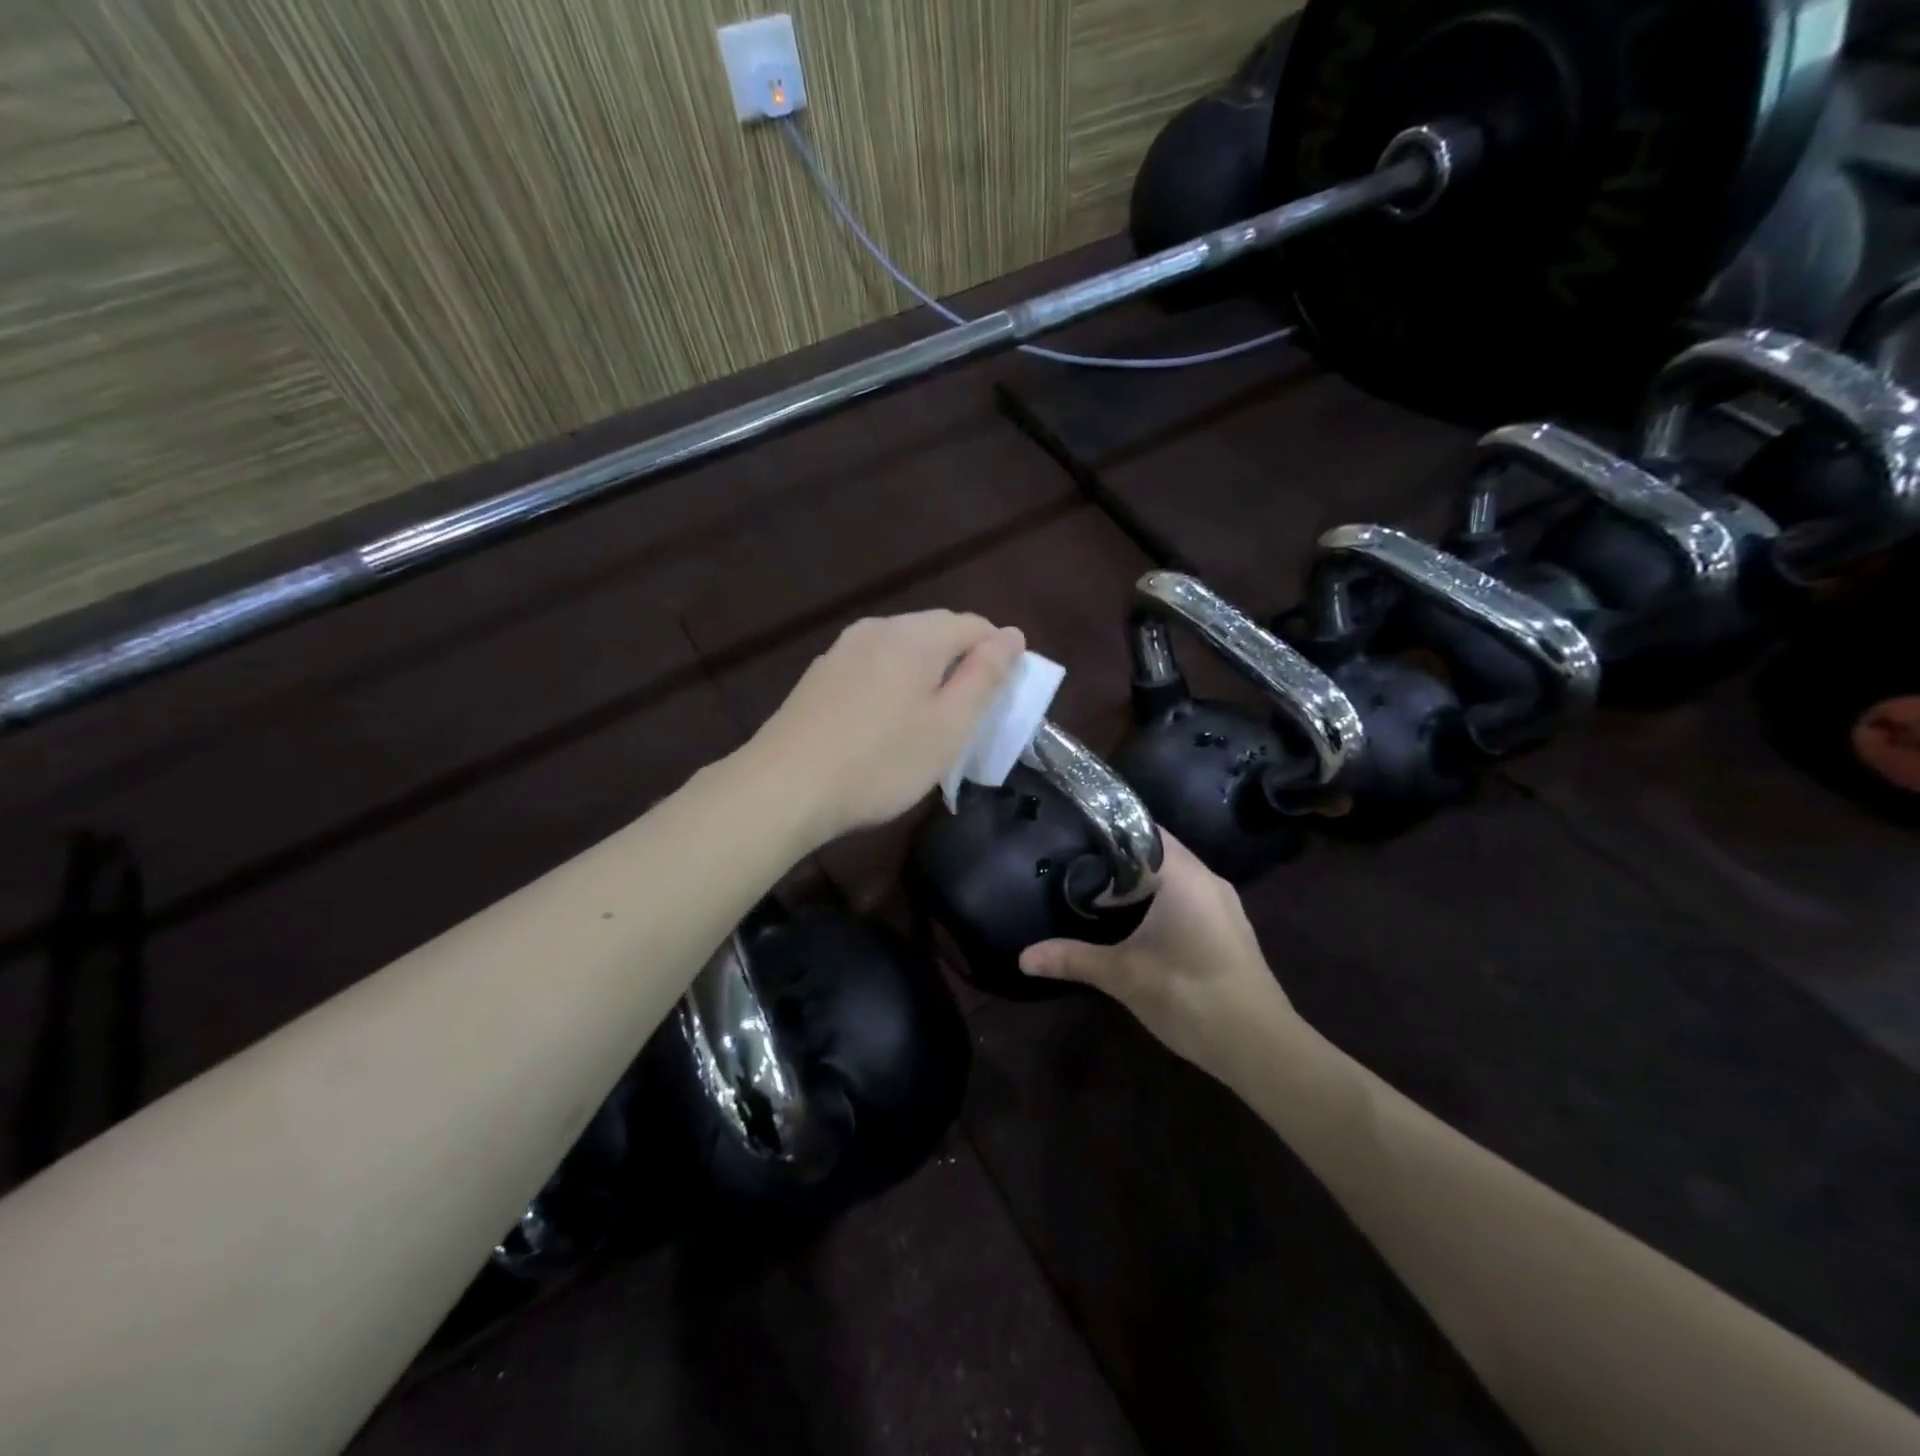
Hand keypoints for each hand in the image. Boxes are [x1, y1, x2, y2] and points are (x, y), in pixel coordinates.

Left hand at [749, 610, 1025, 847]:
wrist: (783, 788)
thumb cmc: (881, 761)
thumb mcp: (949, 726)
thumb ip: (985, 676)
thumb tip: (1012, 635)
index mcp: (915, 634)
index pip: (975, 625)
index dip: (999, 657)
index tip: (1001, 702)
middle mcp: (877, 628)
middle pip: (937, 633)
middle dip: (962, 667)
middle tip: (969, 718)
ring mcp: (842, 650)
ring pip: (903, 652)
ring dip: (926, 678)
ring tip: (929, 724)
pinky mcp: (820, 676)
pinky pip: (873, 668)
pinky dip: (893, 687)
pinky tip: (885, 726)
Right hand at [1020, 834, 1299, 1084]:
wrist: (1260, 1046)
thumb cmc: (1189, 995)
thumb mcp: (1123, 975)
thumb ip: (1073, 958)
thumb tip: (1023, 957)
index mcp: (1185, 876)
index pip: (1144, 831)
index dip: (1110, 830)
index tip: (1075, 835)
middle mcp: (1208, 880)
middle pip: (1159, 853)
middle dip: (1120, 859)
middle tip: (1077, 864)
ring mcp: (1224, 905)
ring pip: (1175, 878)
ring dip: (1142, 883)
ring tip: (1099, 890)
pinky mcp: (1229, 930)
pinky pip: (1189, 898)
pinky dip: (1161, 901)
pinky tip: (1137, 923)